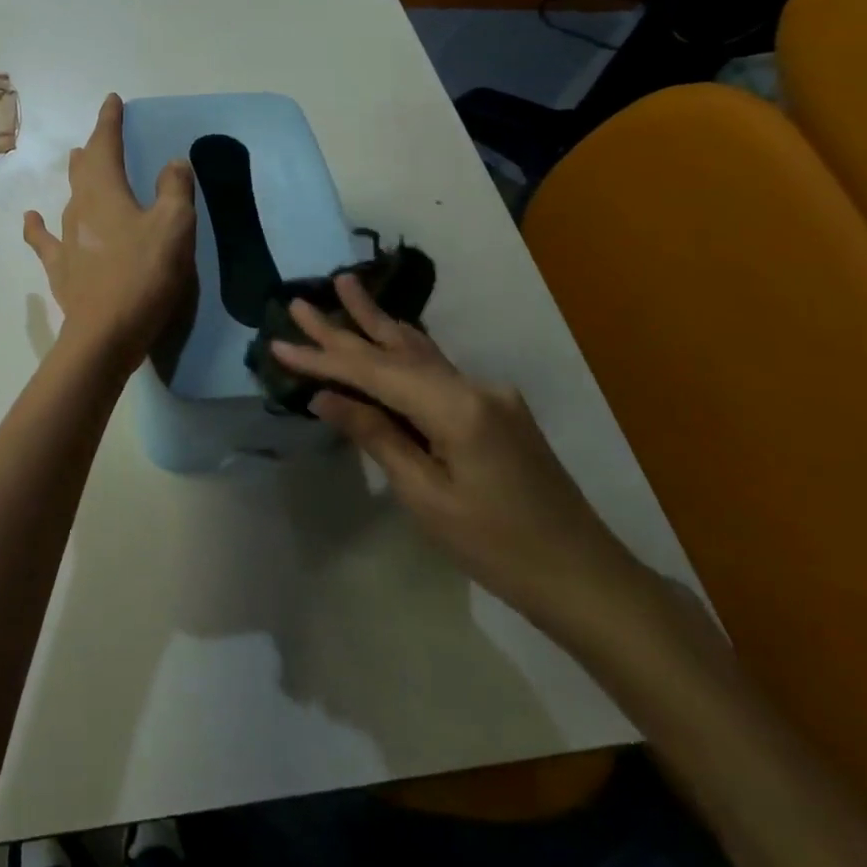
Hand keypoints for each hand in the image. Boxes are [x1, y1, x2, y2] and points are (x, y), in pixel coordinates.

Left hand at [24, 95, 195, 366]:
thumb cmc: (144, 274)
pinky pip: (46, 240)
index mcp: (105, 191)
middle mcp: (80, 207)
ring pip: (69, 196)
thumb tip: (173, 162)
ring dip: (77, 176)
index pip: (105, 146)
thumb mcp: (174, 227)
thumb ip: (175, 189)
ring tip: (77, 160)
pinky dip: (38, 227)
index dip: (109, 122)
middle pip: (84, 167)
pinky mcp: (61, 267)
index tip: (112, 101)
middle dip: (94, 146)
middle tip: (101, 134)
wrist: (105, 333)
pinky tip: (31, 219)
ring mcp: (65, 238)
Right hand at [272, 275, 645, 632]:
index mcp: (456, 407)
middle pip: (397, 348)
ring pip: (421, 351)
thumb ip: (376, 436)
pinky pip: (438, 371)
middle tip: (301, 301)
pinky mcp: (497, 408)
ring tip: (346, 287)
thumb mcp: (426, 497)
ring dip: (378, 325)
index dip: (324, 357)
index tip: (280, 341)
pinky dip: (404, 352)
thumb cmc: (499, 548)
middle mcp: (475, 385)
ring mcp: (491, 393)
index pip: (374, 372)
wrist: (586, 578)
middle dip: (346, 325)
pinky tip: (390, 335)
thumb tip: (326, 398)